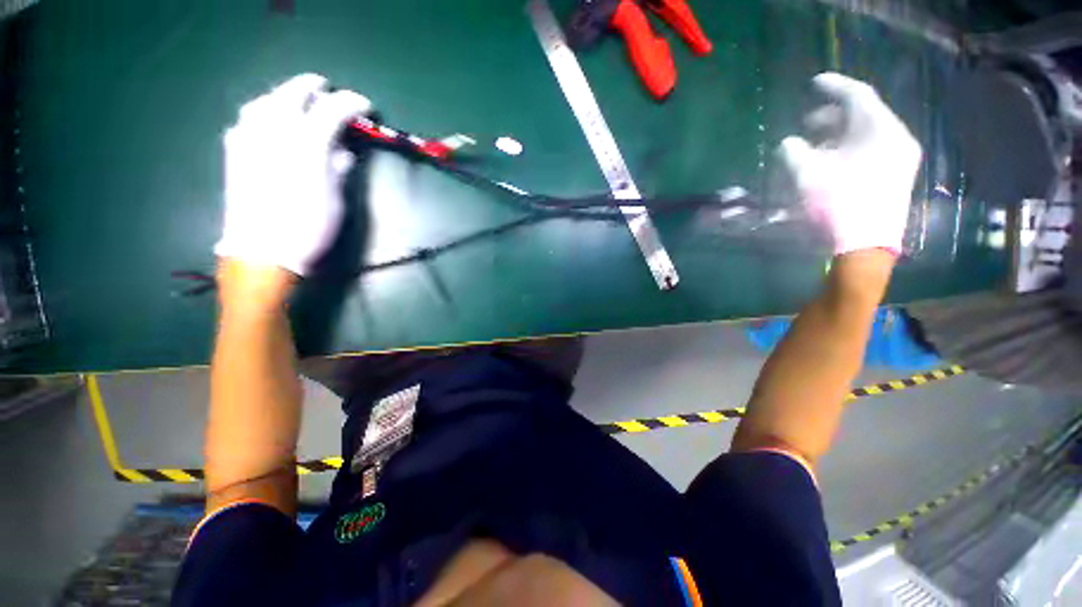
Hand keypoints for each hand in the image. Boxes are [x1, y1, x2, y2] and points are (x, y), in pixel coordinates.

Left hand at [215, 73, 371, 275]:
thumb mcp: (335, 198)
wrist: (264, 251)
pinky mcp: (234, 151)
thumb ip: (339, 167)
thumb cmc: (309, 227)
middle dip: (312, 87)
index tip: (365, 106)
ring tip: (297, 101)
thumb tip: (343, 152)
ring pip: (265, 101)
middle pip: (292, 94)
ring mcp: (248, 138)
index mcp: (306, 145)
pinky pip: (247, 119)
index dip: (350, 103)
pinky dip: (262, 112)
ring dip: (284, 95)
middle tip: (327, 89)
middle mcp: (274, 132)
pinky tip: (270, 121)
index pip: (330, 110)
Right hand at [778, 72, 921, 256]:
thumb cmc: (836, 205)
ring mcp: (900, 158)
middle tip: (807, 123)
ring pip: (868, 133)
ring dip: (839, 135)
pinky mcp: (896, 176)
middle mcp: (896, 138)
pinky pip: (873, 150)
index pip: (858, 95)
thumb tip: (790, 143)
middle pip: (864, 114)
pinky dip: (850, 149)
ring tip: (815, 145)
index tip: (815, 83)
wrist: (865, 246)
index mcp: (879, 130)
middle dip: (833, 115)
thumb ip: (794, 151)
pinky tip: (831, 161)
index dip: (834, 86)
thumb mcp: (806, 175)